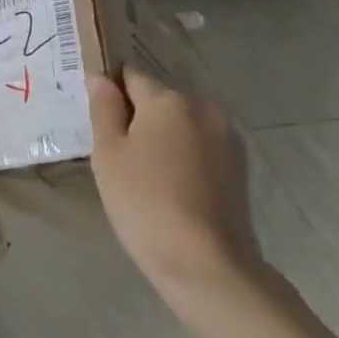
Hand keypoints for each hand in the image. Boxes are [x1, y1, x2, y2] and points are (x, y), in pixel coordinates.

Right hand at [87, 66, 259, 290]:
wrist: (206, 262)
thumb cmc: (143, 202)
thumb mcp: (108, 154)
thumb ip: (104, 109)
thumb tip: (101, 77)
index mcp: (168, 99)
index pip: (131, 75)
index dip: (111, 93)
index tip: (99, 123)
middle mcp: (203, 106)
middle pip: (159, 97)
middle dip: (138, 115)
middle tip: (118, 154)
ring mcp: (227, 135)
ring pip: (181, 121)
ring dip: (162, 135)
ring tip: (145, 174)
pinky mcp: (239, 164)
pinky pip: (200, 143)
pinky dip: (183, 154)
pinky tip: (171, 185)